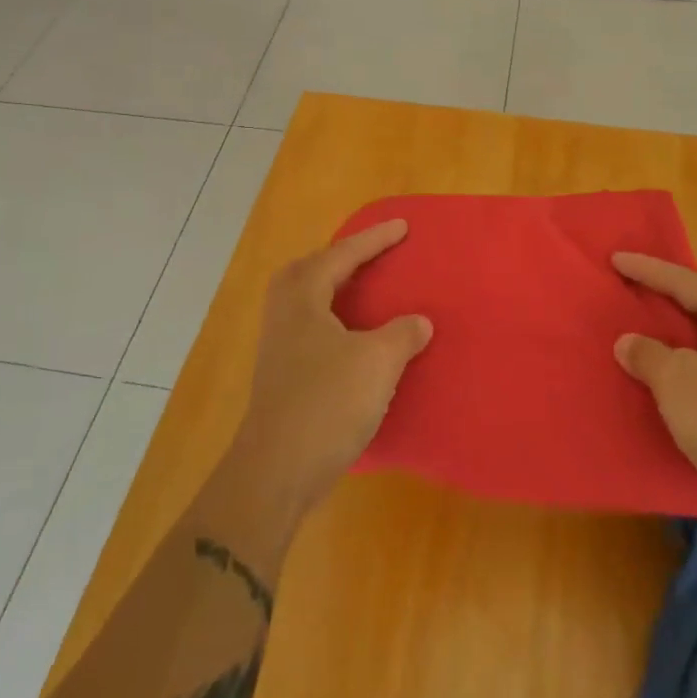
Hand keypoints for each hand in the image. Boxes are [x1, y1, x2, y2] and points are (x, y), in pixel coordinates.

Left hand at [234, 219, 431, 516]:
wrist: (277, 471)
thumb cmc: (327, 403)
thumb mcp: (377, 362)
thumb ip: (402, 334)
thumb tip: (419, 322)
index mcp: (303, 297)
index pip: (343, 255)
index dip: (375, 240)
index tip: (403, 227)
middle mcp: (284, 313)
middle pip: (311, 269)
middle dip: (341, 258)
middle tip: (371, 255)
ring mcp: (278, 345)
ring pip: (306, 300)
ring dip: (334, 289)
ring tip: (362, 291)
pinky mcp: (281, 375)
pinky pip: (310, 326)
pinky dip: (333, 318)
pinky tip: (352, 340)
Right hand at [612, 253, 696, 528]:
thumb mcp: (675, 379)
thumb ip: (646, 353)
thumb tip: (629, 343)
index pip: (682, 280)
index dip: (645, 269)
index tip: (615, 259)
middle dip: (663, 300)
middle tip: (628, 291)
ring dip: (675, 339)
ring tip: (642, 336)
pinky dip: (688, 369)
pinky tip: (668, 382)